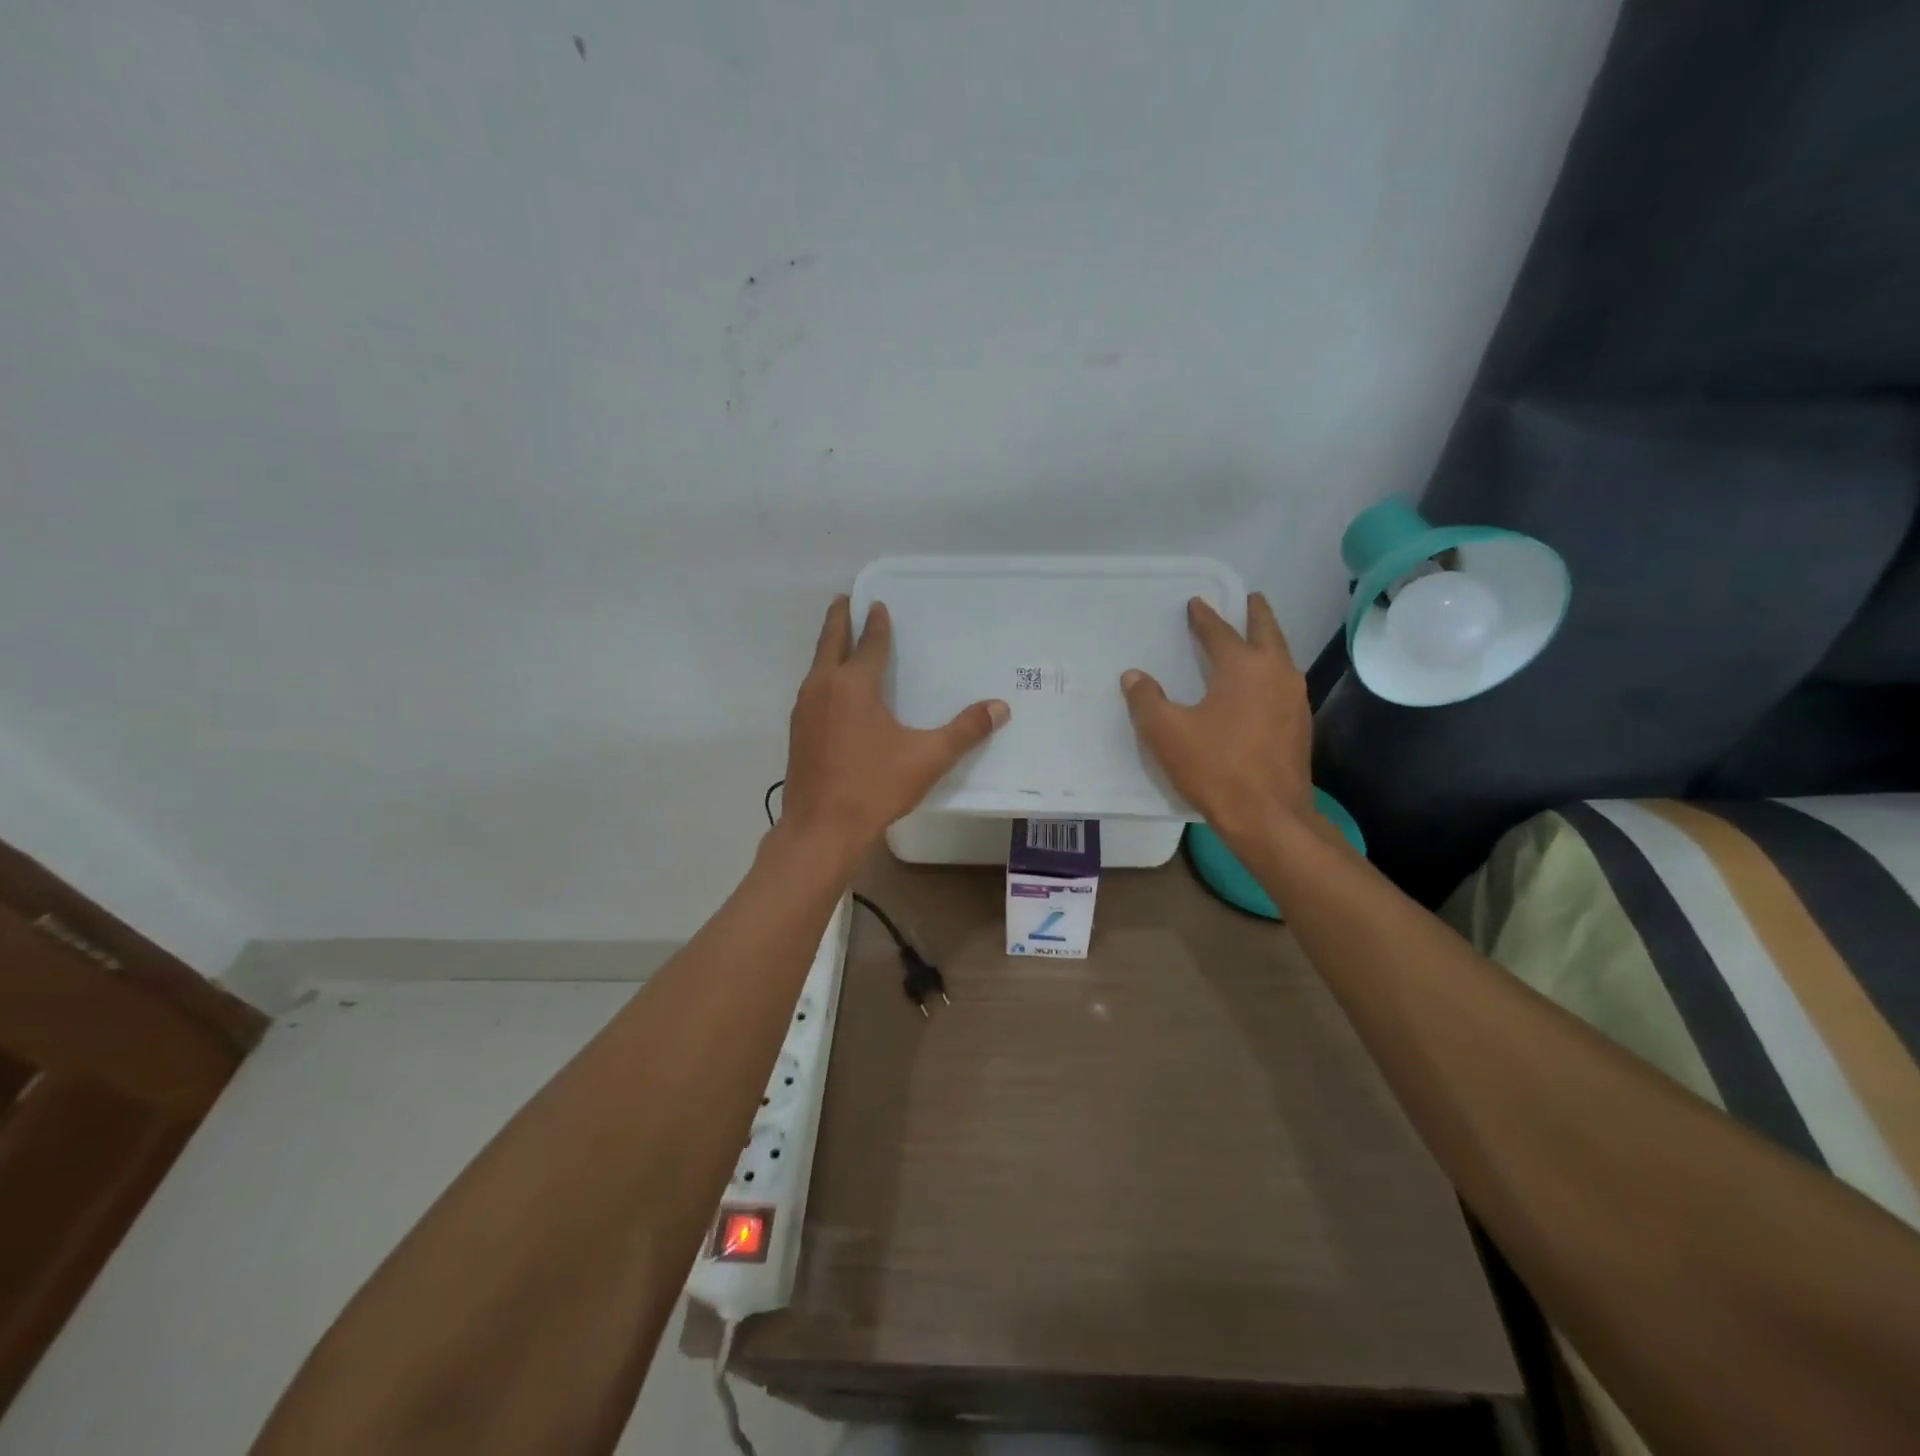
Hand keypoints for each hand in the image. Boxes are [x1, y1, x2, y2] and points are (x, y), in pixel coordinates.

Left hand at [781, 596, 1008, 856]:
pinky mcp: (797, 732)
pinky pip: (811, 690)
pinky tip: (832, 692)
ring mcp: (804, 710)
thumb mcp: (928, 758)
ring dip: (828, 648)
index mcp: (854, 685)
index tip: (878, 604)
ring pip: (817, 666)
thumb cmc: (874, 787)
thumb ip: (965, 731)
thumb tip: (1000, 707)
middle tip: (843, 599)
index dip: (876, 623)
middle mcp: (824, 687)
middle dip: (838, 619)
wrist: (820, 829)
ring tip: (839, 640)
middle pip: (831, 642)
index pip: (869, 643)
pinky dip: (823, 676)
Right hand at [1121, 593, 1315, 848]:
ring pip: (1281, 657)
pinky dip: (1271, 671)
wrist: (1269, 816)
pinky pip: (1284, 684)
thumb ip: (1146, 700)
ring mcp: (1294, 700)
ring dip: (1267, 642)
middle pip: (1267, 632)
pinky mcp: (1299, 725)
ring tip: (1255, 638)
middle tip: (1250, 599)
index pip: (1220, 632)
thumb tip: (1134, 676)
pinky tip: (1260, 686)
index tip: (1196, 603)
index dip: (1204, 617)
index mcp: (1243, 668)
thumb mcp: (1167, 733)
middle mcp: (1276, 674)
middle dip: (1256, 614)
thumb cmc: (1216, 768)